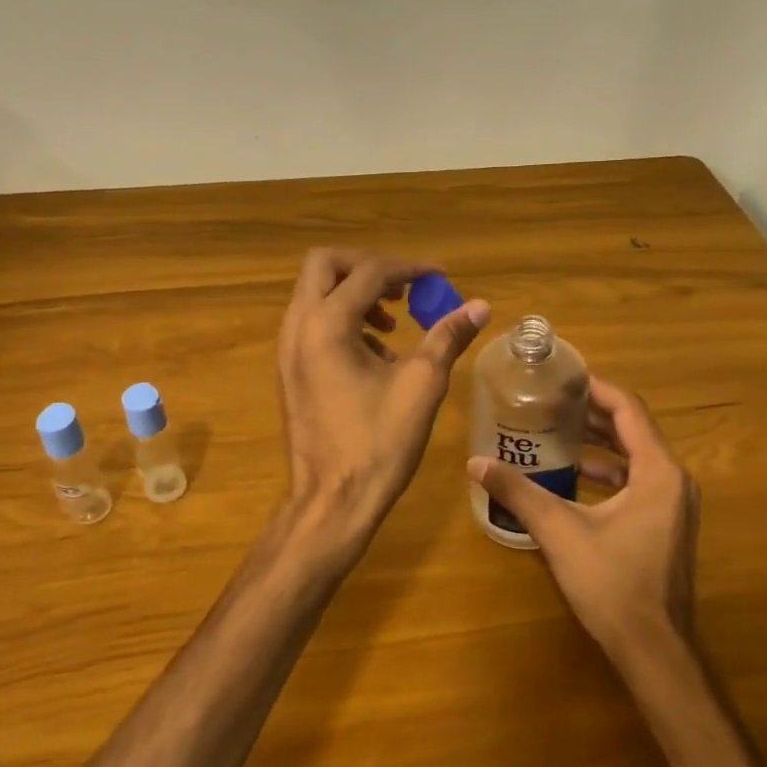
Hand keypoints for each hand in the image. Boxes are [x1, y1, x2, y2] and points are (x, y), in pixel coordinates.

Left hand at [278, 248, 489, 554]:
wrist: (331, 500)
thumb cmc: (378, 444)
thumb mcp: (422, 385)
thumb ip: (447, 337)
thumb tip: (480, 305)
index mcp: (327, 325)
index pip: (368, 272)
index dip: (409, 269)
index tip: (439, 280)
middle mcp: (298, 328)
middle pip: (324, 266)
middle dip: (367, 268)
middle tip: (404, 290)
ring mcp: (287, 350)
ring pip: (314, 294)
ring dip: (353, 294)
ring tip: (394, 323)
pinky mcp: (289, 371)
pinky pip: (311, 324)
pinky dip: (341, 320)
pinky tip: (375, 354)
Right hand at [468, 377, 698, 660]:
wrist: (653, 649)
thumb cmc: (612, 583)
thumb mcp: (559, 531)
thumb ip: (518, 492)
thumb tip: (475, 463)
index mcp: (658, 472)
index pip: (629, 410)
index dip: (596, 389)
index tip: (562, 378)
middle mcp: (673, 481)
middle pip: (633, 430)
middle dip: (592, 414)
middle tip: (551, 402)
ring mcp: (673, 506)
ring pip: (635, 457)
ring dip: (599, 443)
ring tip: (556, 432)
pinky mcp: (664, 526)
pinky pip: (637, 482)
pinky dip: (607, 471)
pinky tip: (573, 477)